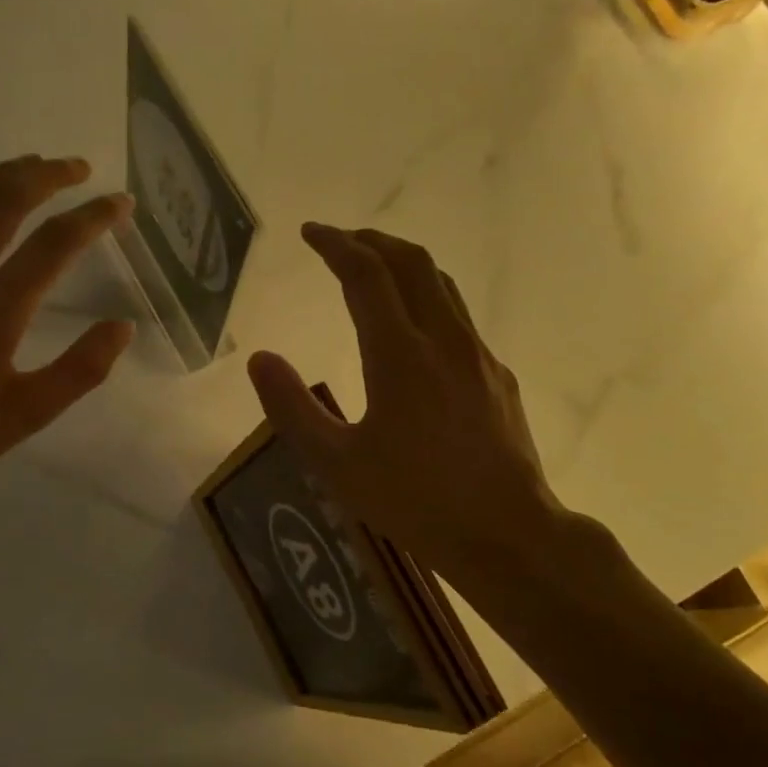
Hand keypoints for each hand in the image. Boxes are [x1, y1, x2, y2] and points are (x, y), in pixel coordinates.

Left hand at [0, 156, 133, 520]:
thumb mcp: (28, 414)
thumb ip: (81, 369)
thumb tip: (123, 327)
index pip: (55, 242)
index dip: (95, 216)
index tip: (122, 203)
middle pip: (6, 199)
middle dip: (49, 175)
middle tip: (81, 168)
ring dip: (6, 174)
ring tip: (37, 166)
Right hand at [247, 224, 568, 590]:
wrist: (507, 533)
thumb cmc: (414, 500)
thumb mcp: (336, 463)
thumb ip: (292, 408)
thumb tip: (260, 358)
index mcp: (399, 354)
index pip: (365, 274)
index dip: (335, 244)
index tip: (310, 233)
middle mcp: (443, 340)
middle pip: (410, 262)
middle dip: (372, 240)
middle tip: (340, 241)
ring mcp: (478, 356)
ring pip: (441, 284)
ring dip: (403, 264)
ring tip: (375, 269)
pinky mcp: (497, 376)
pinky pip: (459, 318)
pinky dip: (428, 300)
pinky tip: (416, 331)